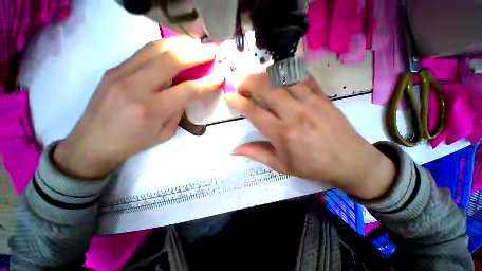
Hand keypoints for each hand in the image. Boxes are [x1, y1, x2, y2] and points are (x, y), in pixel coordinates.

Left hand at [53, 37, 223, 178]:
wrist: (92, 142)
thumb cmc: (133, 142)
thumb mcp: (165, 133)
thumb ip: (178, 111)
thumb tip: (186, 92)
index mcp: (152, 110)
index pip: (188, 90)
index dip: (208, 82)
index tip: (220, 75)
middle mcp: (135, 87)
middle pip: (171, 60)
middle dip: (196, 53)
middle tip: (210, 51)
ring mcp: (120, 73)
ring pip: (155, 48)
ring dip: (180, 44)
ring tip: (195, 45)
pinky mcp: (114, 69)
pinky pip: (144, 52)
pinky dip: (164, 48)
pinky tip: (175, 49)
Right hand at [225, 73, 395, 199]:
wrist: (350, 161)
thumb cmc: (312, 166)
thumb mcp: (281, 165)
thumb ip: (256, 153)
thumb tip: (235, 150)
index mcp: (282, 134)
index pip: (254, 111)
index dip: (238, 101)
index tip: (229, 95)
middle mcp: (294, 113)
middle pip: (266, 88)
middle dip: (248, 82)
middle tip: (241, 85)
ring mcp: (310, 101)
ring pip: (282, 77)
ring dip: (264, 76)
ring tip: (257, 81)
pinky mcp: (322, 95)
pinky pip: (301, 76)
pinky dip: (286, 73)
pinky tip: (279, 78)